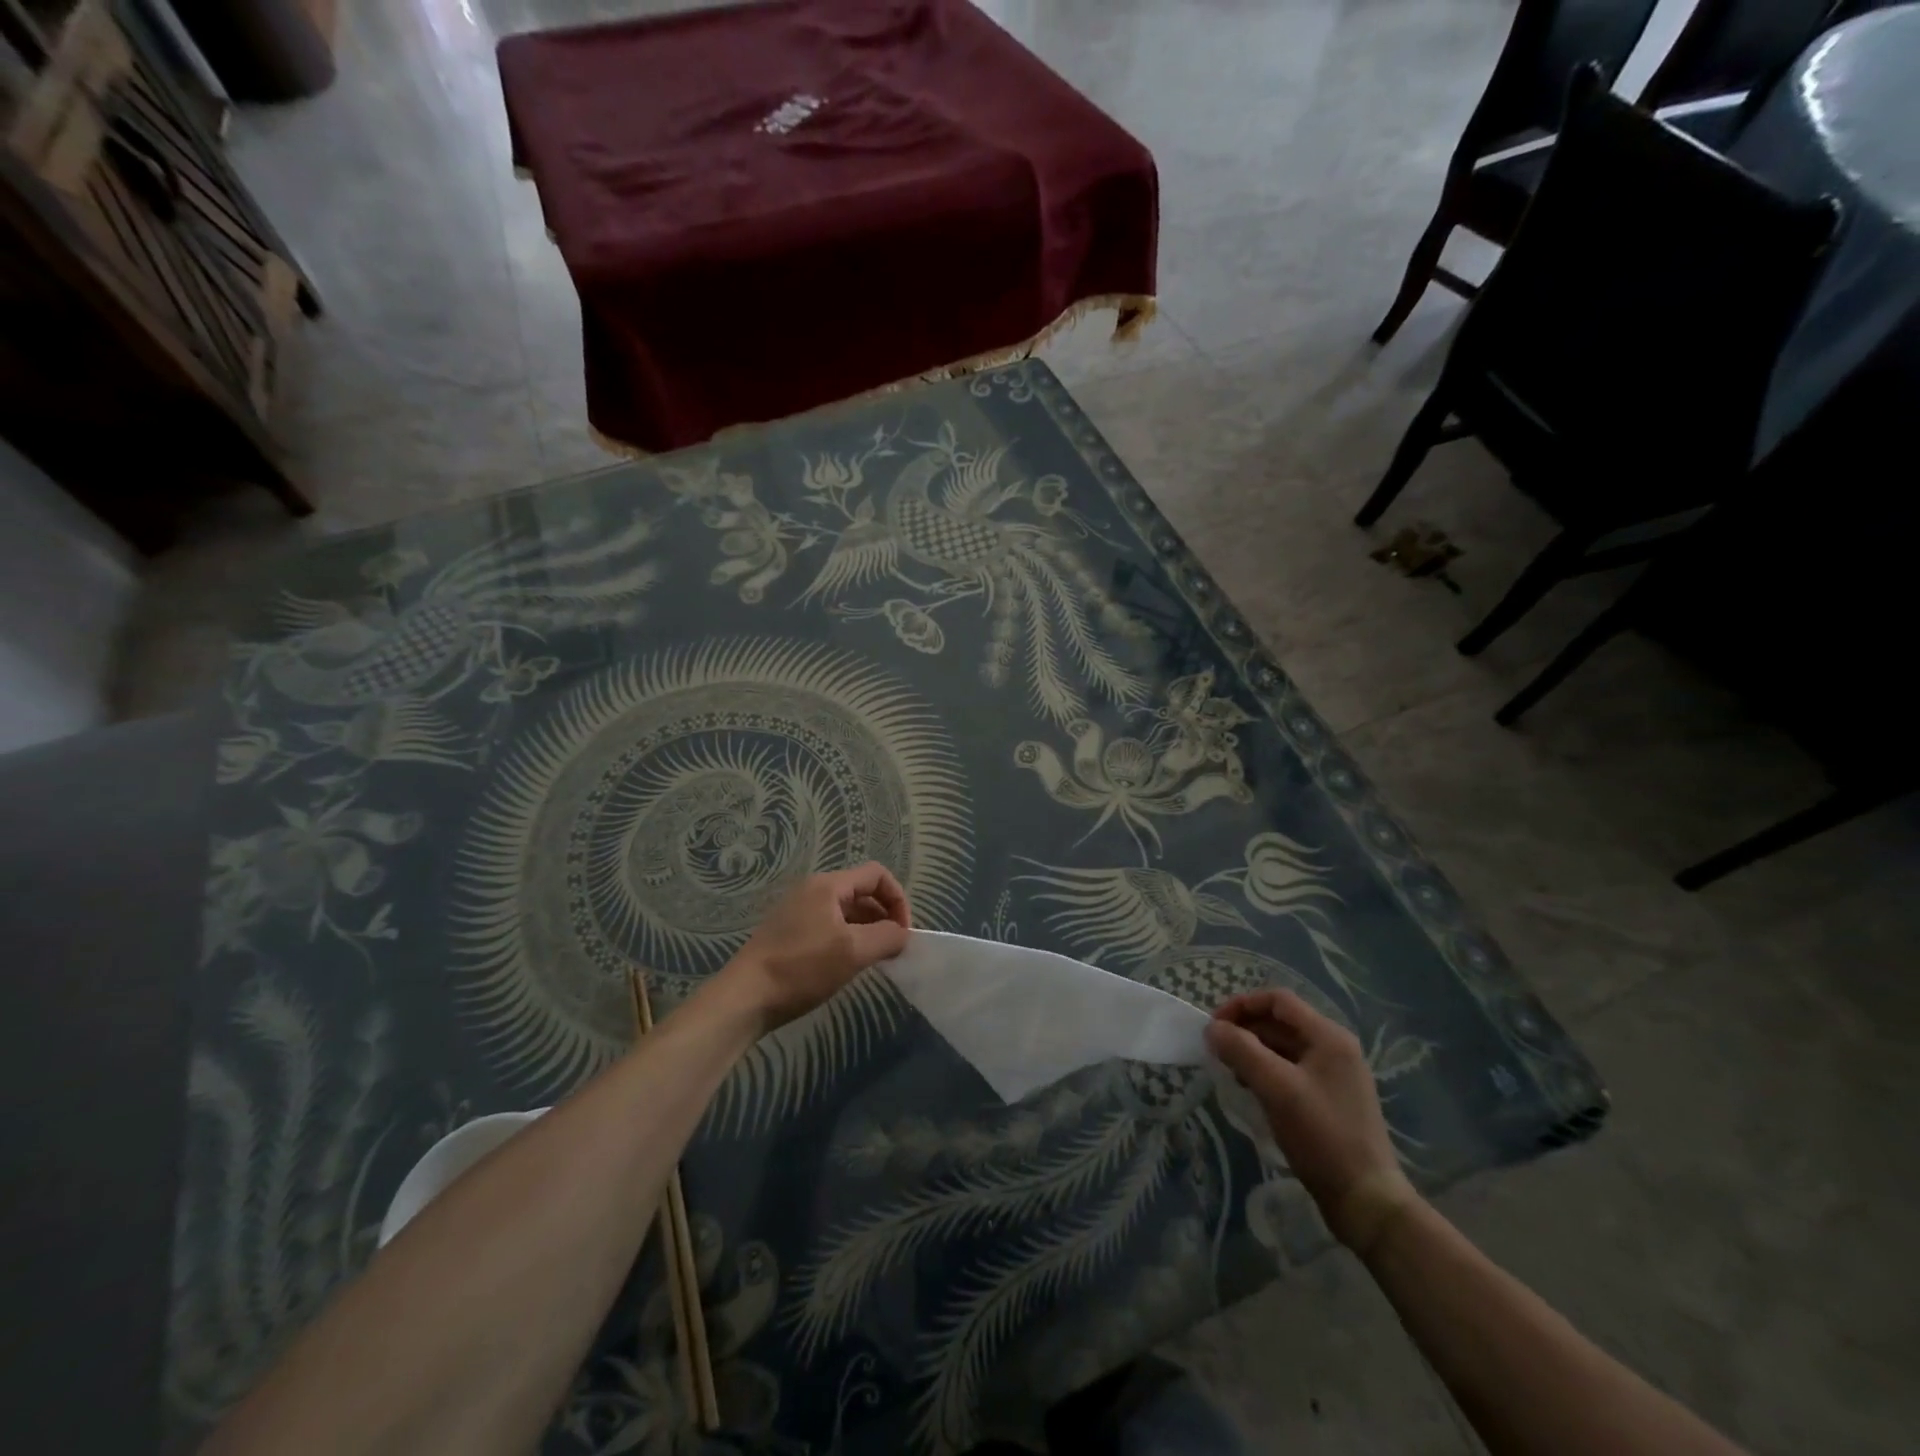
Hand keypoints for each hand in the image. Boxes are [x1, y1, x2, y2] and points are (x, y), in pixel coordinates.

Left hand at [722, 863, 912, 1031]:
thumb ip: (886, 937)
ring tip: (875, 960)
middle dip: (884, 917)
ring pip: (846, 912)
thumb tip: (902, 935)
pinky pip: (830, 927)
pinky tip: (848, 966)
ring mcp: (799, 912)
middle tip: (893, 949)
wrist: (745, 997)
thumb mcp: (853, 952)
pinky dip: (848, 940)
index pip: (877, 875)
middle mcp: (813, 891)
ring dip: (867, 931)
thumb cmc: (802, 968)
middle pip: (862, 892)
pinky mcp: (790, 934)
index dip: (897, 899)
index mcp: (828, 885)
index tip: (903, 932)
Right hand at [1205, 989, 1418, 1253]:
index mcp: (1329, 1037)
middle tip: (1217, 1050)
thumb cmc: (1322, 1135)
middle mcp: (1334, 1048)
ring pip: (1283, 1047)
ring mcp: (1334, 1075)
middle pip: (1280, 1022)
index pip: (1278, 1000)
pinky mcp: (1329, 1099)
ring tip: (1230, 1070)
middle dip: (1245, 1030)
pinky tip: (1251, 1089)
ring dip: (1253, 1051)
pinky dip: (1266, 1071)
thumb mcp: (1276, 1088)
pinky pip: (1290, 1071)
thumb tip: (1212, 1028)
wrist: (1366, 1200)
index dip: (1242, 1005)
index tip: (1214, 1025)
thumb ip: (1241, 1050)